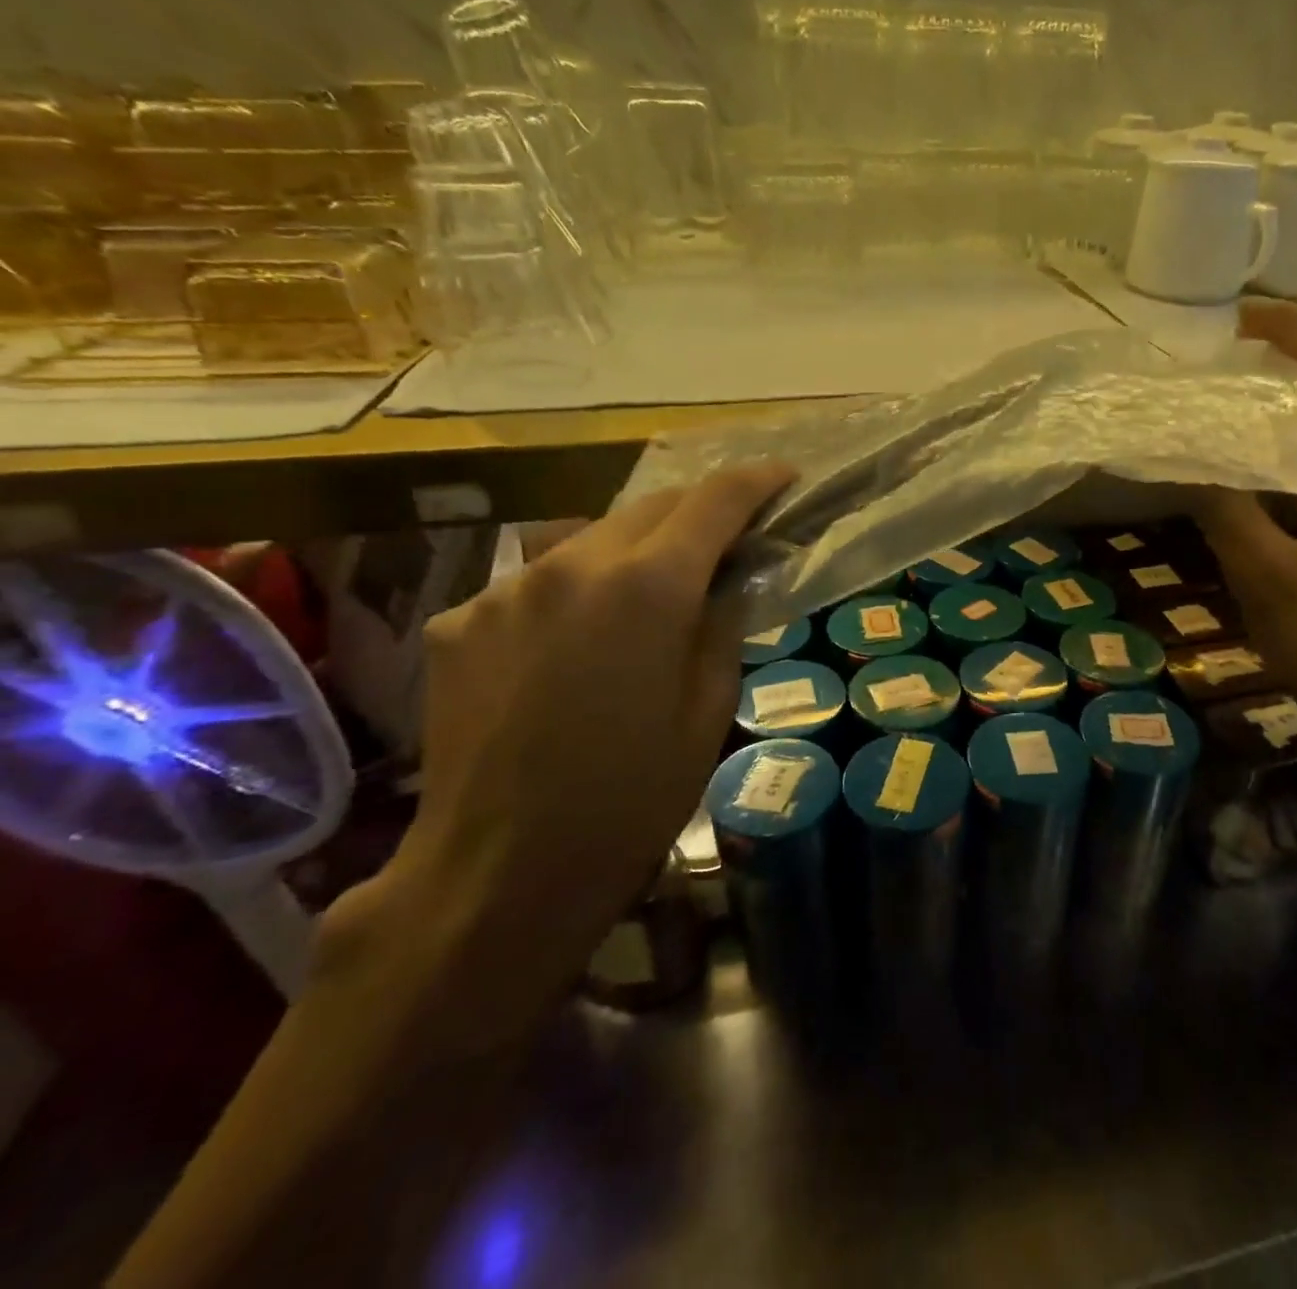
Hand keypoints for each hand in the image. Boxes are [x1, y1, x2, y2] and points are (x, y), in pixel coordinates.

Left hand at [320, 462, 792, 1041]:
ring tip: (651, 594)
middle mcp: (573, 564)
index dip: (755, 482)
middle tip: (728, 537)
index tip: (783, 478)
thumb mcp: (708, 709)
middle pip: (650, 507)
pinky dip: (575, 593)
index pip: (713, 502)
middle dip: (697, 512)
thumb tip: (727, 580)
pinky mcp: (461, 619)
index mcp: (647, 587)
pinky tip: (576, 646)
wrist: (501, 871)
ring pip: (590, 539)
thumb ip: (722, 624)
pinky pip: (537, 583)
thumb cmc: (633, 798)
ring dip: (634, 550)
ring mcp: (507, 588)